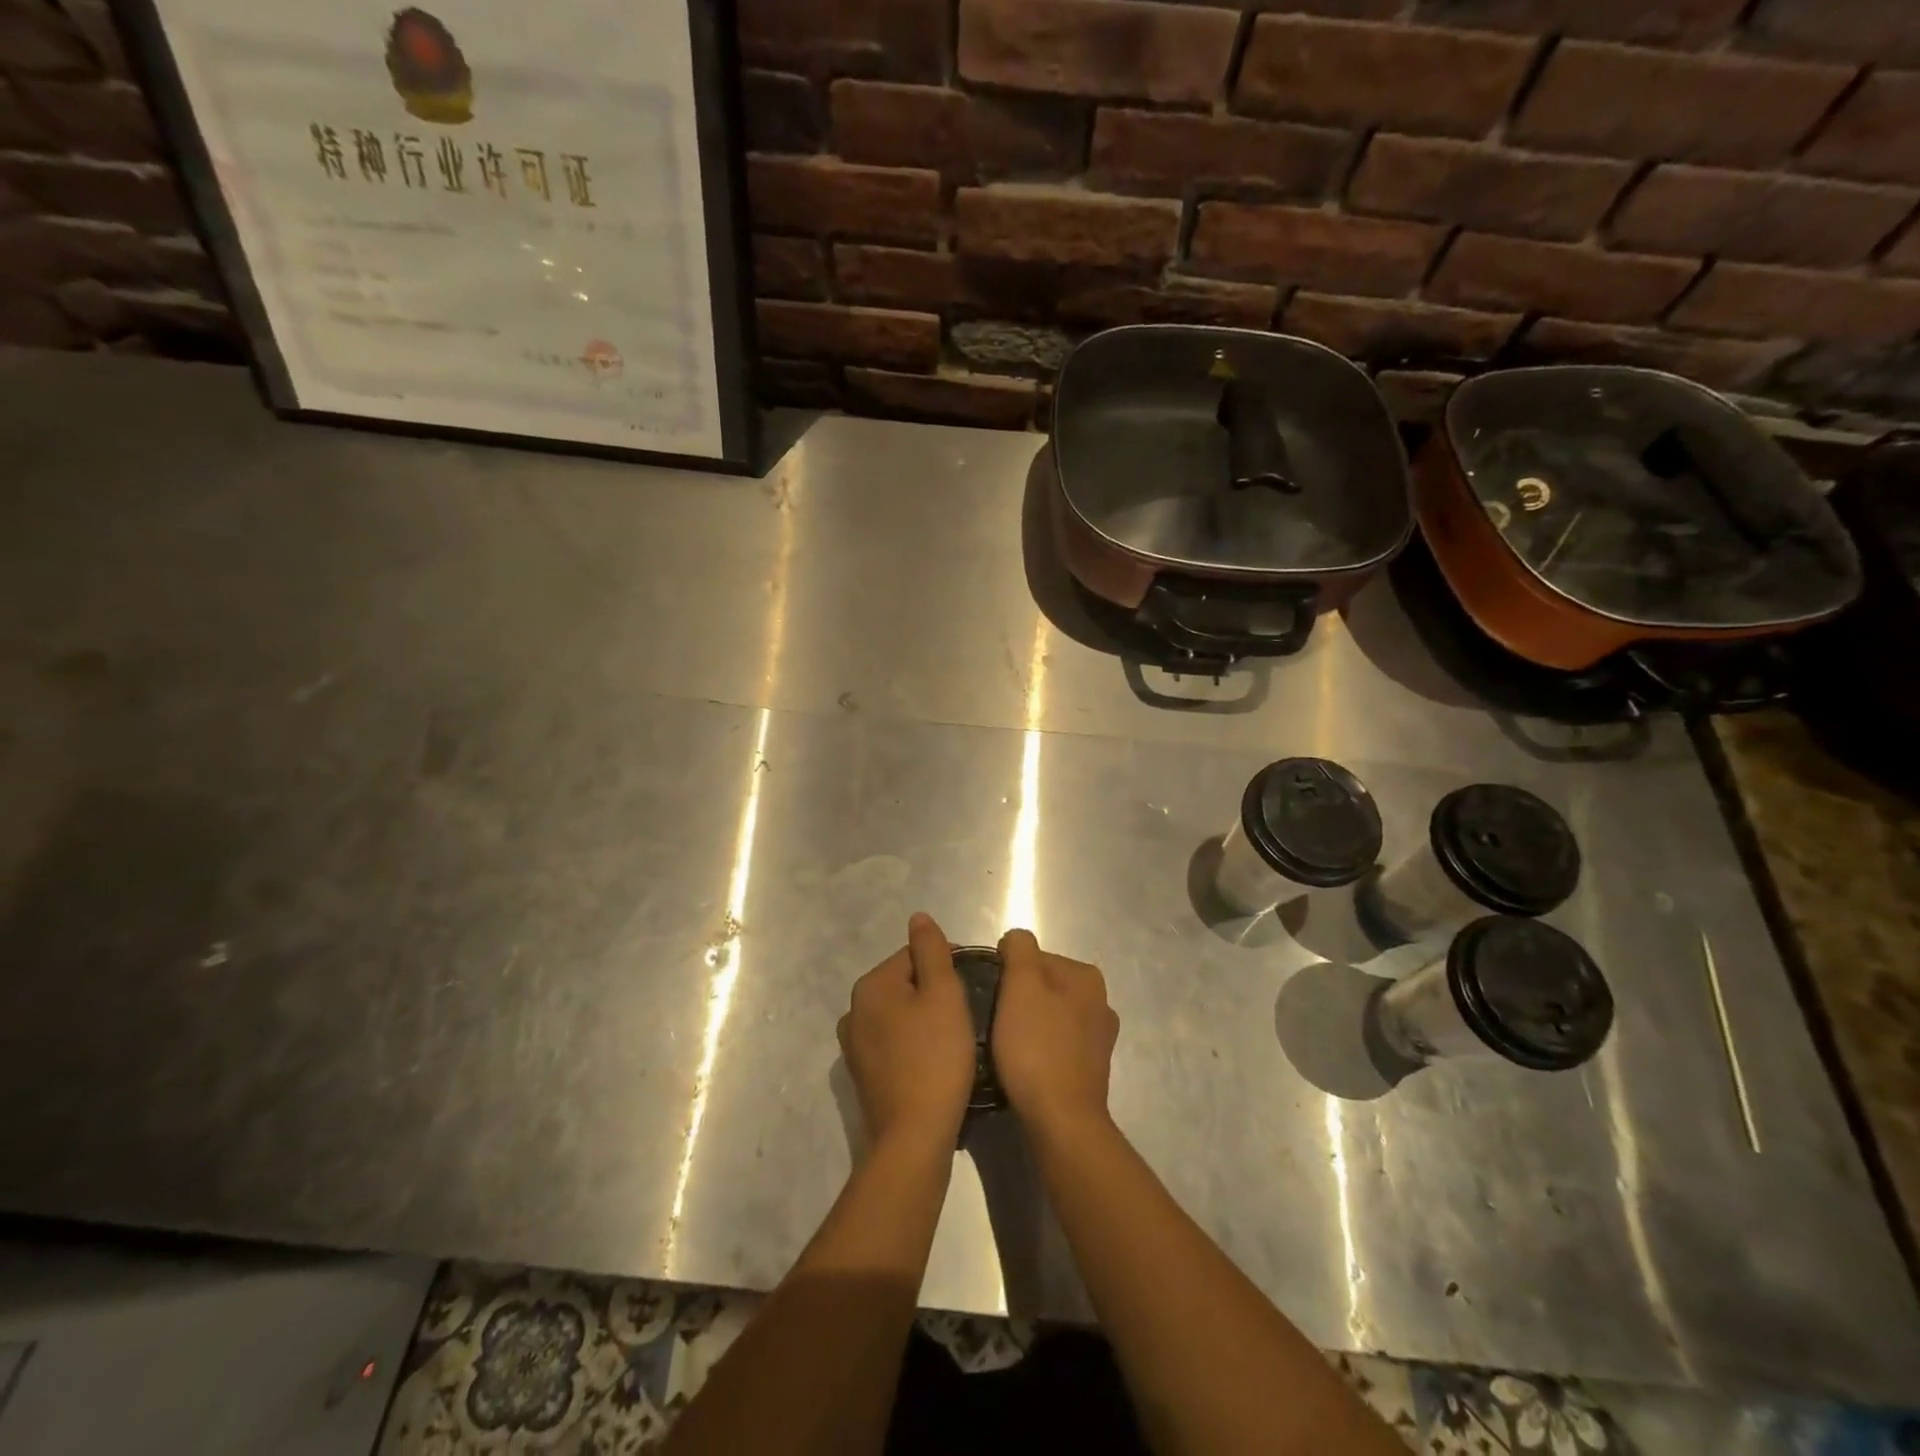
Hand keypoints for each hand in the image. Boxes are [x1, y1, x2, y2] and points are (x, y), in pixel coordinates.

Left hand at [838, 912, 975, 1155]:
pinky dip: (915, 1043)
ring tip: (955, 1037)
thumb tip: (918, 917)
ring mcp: (855, 1046)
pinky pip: (894, 1043)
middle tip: (968, 1012)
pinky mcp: (864, 1075)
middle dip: (935, 991)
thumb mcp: (943, 995)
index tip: (974, 984)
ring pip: (900, 1014)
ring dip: (925, 1018)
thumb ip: (931, 950)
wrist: (914, 1138)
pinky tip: (936, 1060)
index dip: (947, 964)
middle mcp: (854, 1010)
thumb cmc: (935, 1058)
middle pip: (905, 983)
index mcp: (870, 985)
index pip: (913, 955)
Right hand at [992, 929, 1118, 1135]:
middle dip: (1017, 998)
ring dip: (1026, 1024)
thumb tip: (1015, 941)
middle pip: (1042, 985)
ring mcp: (1098, 1038)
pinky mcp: (1090, 1069)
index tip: (991, 996)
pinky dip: (1037, 1049)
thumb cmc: (1036, 1047)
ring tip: (1004, 1045)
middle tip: (993, 1020)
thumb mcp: (1020, 985)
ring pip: (1047, 1015)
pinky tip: (1022, 1064)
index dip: (1006, 972)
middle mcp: (1100, 1002)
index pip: (1033, 957)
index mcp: (1086, 976)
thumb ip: (1019, 949)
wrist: (1061, 1121)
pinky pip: (1054, 1044)